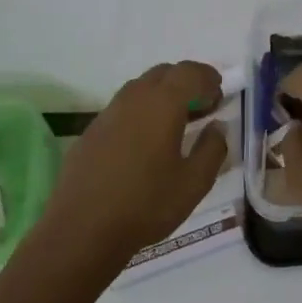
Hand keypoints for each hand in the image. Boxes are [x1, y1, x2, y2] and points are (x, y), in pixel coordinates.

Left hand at [39, 61, 229, 272]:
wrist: (82, 230)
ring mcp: (107, 114)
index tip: (220, 96)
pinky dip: (142, 112)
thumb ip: (212, 149)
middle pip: (163, 73)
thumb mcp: (194, 182)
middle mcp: (133, 99)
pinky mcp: (91, 132)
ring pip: (140, 88)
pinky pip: (123, 108)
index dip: (208, 78)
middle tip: (203, 107)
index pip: (189, 72)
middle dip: (187, 82)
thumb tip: (218, 126)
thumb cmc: (146, 205)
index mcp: (162, 104)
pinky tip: (146, 143)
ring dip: (163, 96)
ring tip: (177, 124)